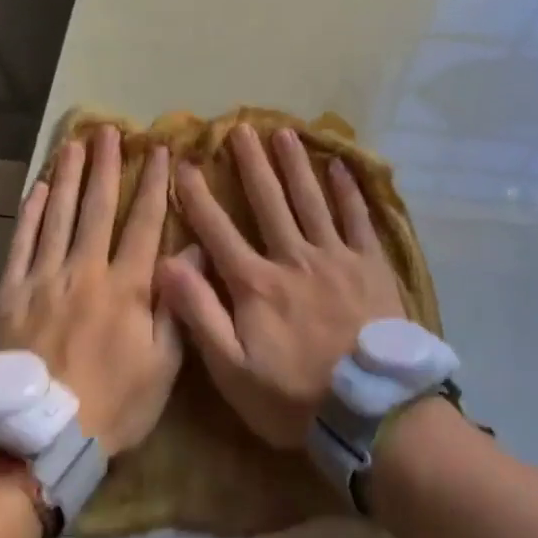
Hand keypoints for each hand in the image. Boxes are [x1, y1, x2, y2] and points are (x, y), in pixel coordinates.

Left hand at [0, 126, 179, 456]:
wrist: (35, 441)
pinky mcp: (10, 293)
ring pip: (57, 215)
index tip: (159, 150)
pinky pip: (20, 242)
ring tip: (73, 145)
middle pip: (97, 207)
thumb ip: (179, 304)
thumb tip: (196, 251)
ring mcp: (43, 278)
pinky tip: (36, 189)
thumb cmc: (111, 405)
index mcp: (126, 286)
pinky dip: (29, 213)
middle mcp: (85, 270)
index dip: (153, 183)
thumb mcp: (163, 366)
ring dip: (67, 176)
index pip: (144, 222)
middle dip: (106, 166)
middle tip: (109, 131)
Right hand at [160, 124, 405, 448]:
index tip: (185, 164)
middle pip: (269, 201)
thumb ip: (200, 315)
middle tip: (240, 128)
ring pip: (310, 199)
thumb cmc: (295, 396)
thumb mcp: (233, 370)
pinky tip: (339, 165)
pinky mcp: (370, 263)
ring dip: (295, 164)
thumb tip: (166, 264)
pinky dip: (348, 190)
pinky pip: (357, 217)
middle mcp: (294, 258)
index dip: (198, 197)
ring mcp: (335, 256)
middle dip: (251, 164)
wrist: (371, 409)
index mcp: (257, 284)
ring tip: (283, 132)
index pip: (219, 231)